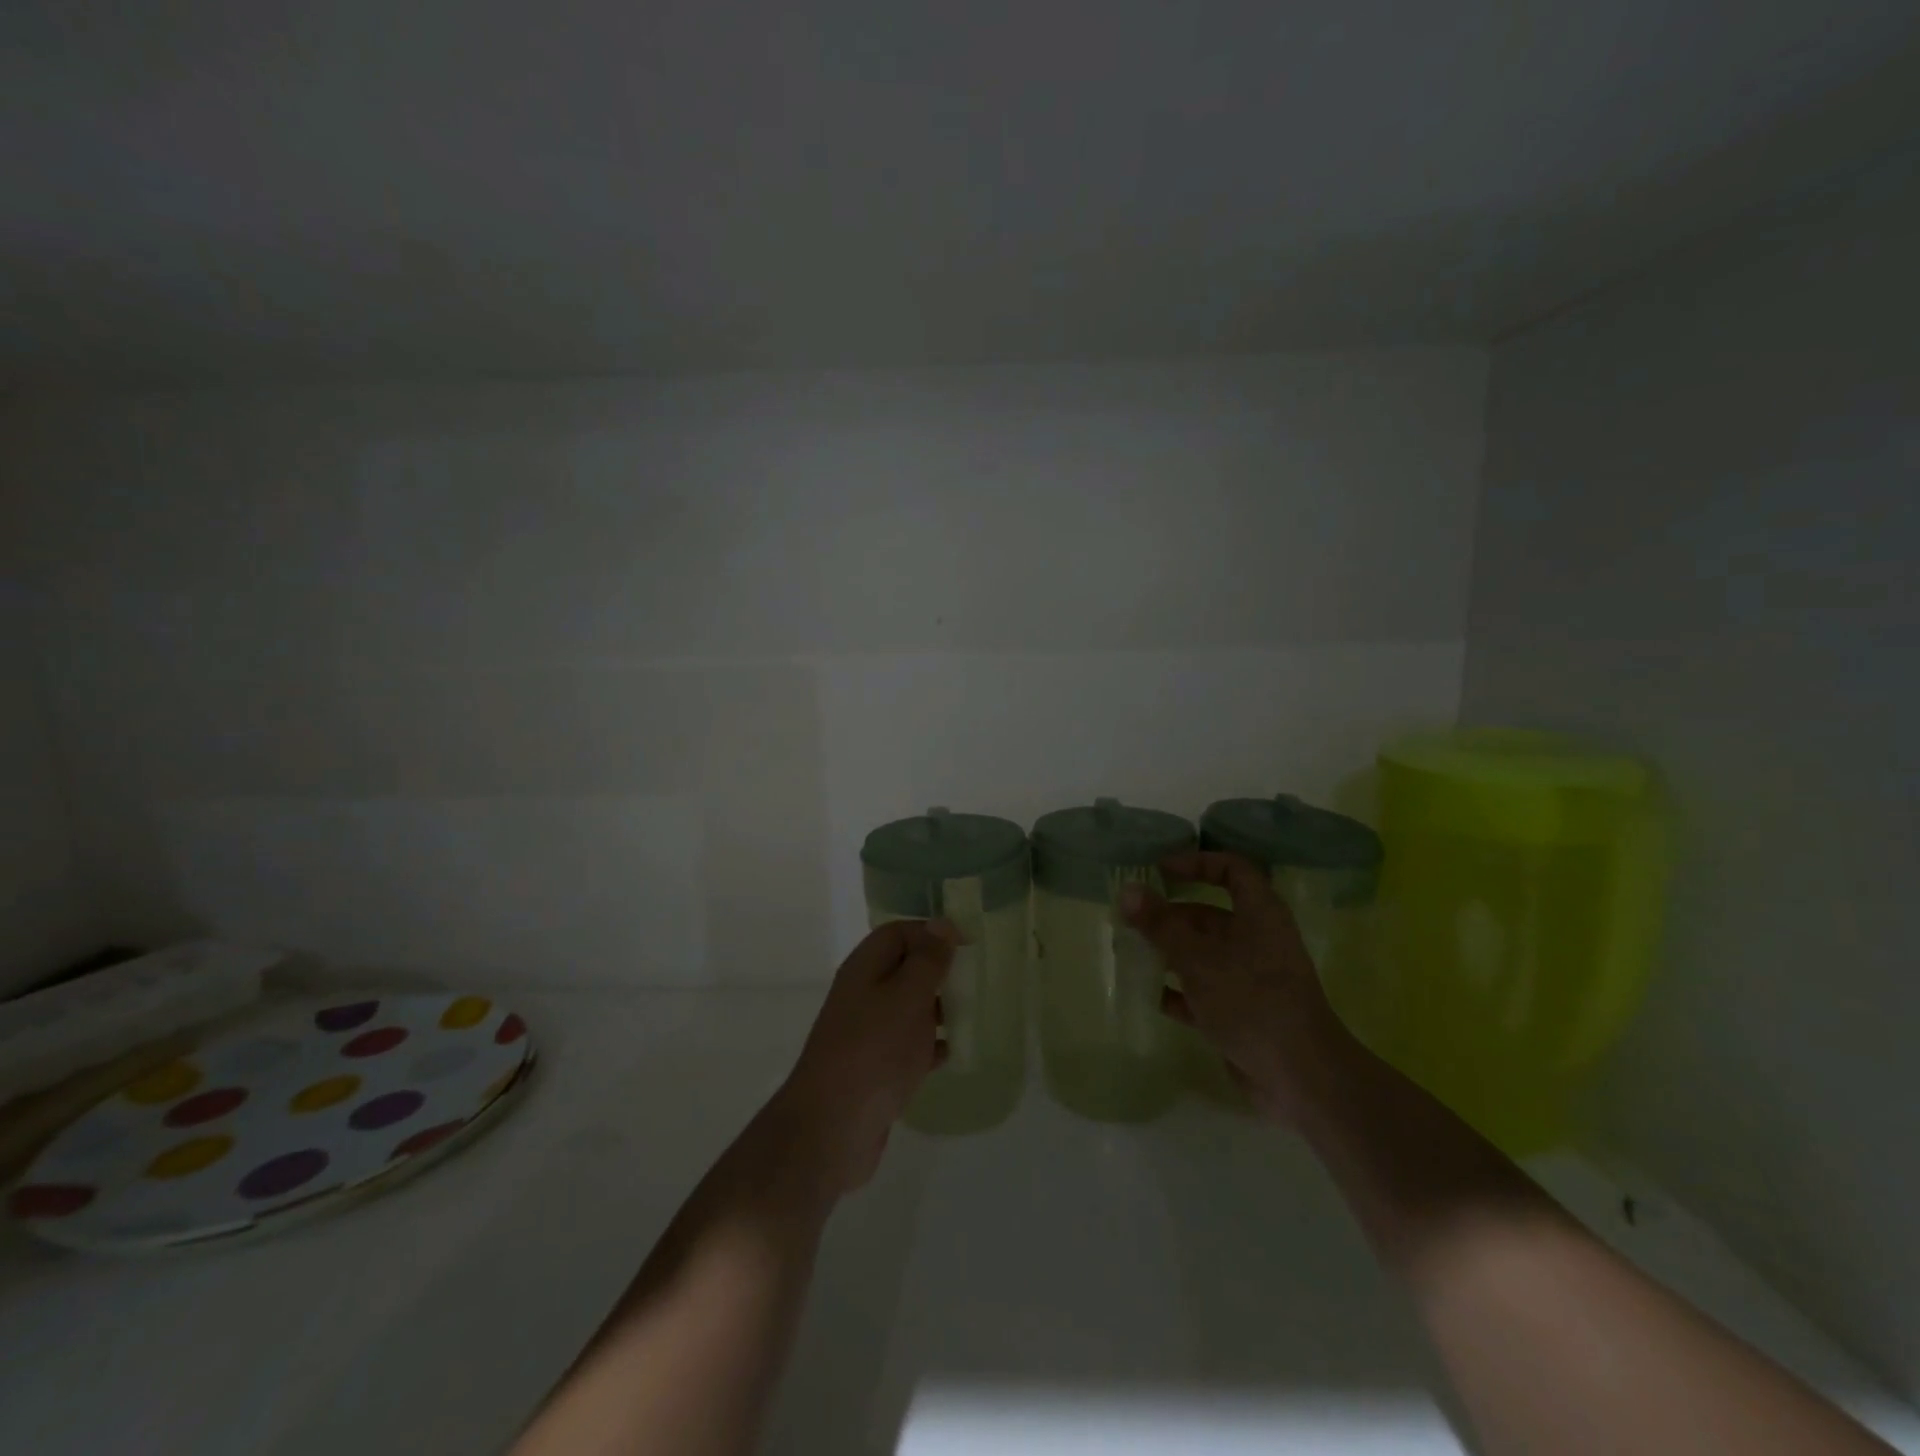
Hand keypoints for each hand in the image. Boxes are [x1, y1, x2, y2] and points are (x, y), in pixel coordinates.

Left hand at [764, 919, 956, 1195]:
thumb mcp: (907, 995)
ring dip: (937, 1008)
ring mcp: (866, 1033)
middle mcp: (862, 994)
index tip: (967, 945)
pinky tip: (952, 1053)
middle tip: (974, 980)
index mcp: (865, 968)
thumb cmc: (875, 1050)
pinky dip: (929, 1044)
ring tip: (971, 1014)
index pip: (898, 933)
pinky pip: (907, 1045)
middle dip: (938, 971)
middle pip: (903, 969)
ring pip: (907, 1008)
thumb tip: (941, 925)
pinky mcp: (874, 1068)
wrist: (833, 1126)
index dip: (932, 932)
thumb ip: (927, 960)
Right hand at [1121, 851, 1356, 1125]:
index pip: (1232, 869)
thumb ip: (1161, 924)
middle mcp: (1256, 940)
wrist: (1300, 1077)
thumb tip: (1127, 890)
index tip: (1160, 871)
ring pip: (1201, 954)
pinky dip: (1177, 990)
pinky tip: (1147, 993)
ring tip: (1128, 952)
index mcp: (1259, 914)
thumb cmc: (1251, 1001)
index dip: (1196, 863)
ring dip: (1167, 952)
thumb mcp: (1198, 958)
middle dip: (1168, 915)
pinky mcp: (1240, 1012)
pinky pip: (1201, 991)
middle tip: (1128, 918)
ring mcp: (1248, 978)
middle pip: (1207, 914)